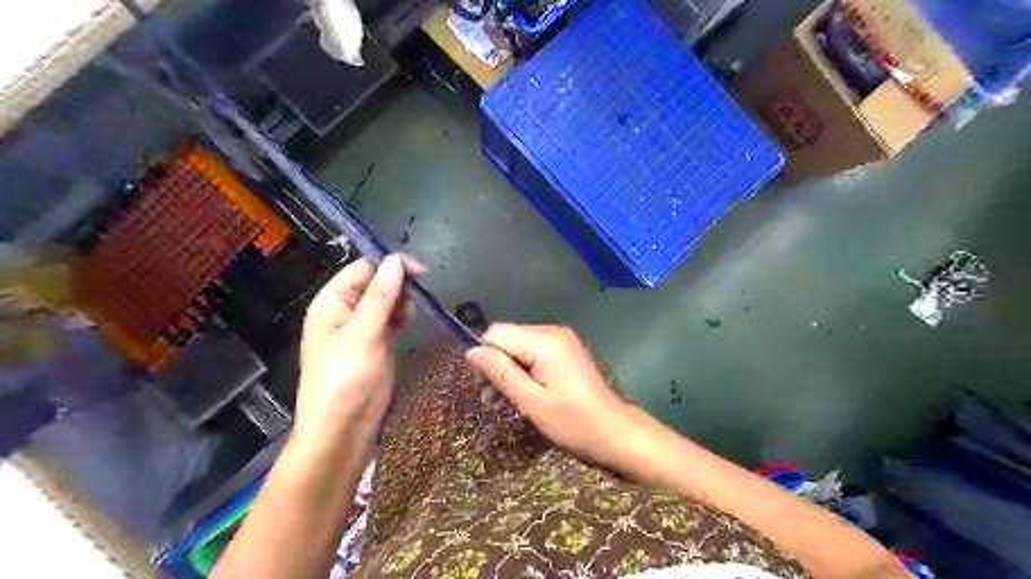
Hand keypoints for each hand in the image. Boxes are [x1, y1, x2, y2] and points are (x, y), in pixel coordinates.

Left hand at [296, 257, 425, 440]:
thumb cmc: (347, 377)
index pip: (363, 268)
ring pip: (386, 301)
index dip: (390, 265)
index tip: (421, 272)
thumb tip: (396, 260)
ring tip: (412, 314)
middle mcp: (346, 310)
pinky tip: (410, 322)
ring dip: (402, 301)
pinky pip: (391, 320)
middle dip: (399, 284)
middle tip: (420, 296)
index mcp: (333, 302)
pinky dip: (402, 317)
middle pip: (376, 283)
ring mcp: (362, 328)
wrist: (343, 427)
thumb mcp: (363, 332)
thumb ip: (381, 295)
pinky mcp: (376, 344)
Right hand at [465, 323, 640, 466]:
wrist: (615, 431)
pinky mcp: (565, 349)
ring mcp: (561, 339)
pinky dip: (522, 369)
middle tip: (492, 400)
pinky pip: (532, 351)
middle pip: (507, 337)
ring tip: (503, 401)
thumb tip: (471, 350)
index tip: (484, 387)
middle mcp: (552, 332)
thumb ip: (501, 372)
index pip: (497, 332)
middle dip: (495, 365)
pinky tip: (522, 392)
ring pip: (517, 344)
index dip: (484, 356)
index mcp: (545, 342)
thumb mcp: (532, 402)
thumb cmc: (574, 422)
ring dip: (507, 370)